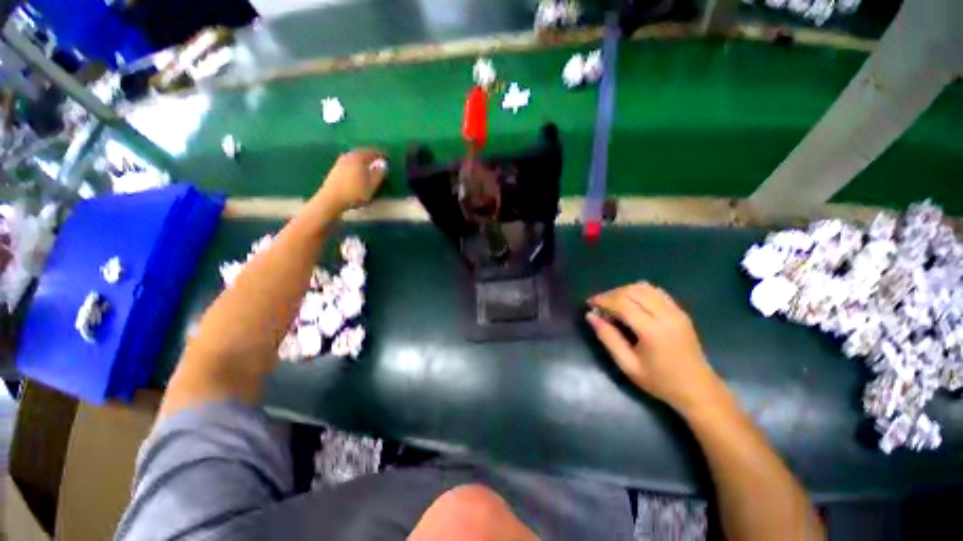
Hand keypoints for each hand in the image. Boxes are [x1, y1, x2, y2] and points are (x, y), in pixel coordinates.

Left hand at [316, 149, 386, 212]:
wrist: (331, 199)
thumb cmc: (355, 192)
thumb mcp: (372, 185)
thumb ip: (379, 174)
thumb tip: (384, 165)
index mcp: (359, 157)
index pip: (372, 151)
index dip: (381, 153)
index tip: (388, 156)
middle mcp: (349, 156)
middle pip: (362, 152)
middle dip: (371, 154)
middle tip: (379, 158)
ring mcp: (340, 161)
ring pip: (354, 157)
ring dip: (362, 159)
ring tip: (369, 164)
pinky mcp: (335, 169)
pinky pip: (349, 162)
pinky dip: (356, 164)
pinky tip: (358, 170)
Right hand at [587, 282, 723, 414]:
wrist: (698, 389)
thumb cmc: (659, 381)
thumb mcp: (627, 365)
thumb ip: (607, 338)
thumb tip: (591, 316)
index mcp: (653, 331)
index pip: (623, 304)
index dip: (603, 300)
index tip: (590, 304)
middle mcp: (666, 315)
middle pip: (632, 291)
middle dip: (611, 294)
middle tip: (599, 304)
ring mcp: (676, 311)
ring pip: (644, 287)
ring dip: (624, 290)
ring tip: (612, 302)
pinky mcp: (680, 311)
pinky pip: (656, 291)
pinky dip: (639, 291)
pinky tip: (630, 301)